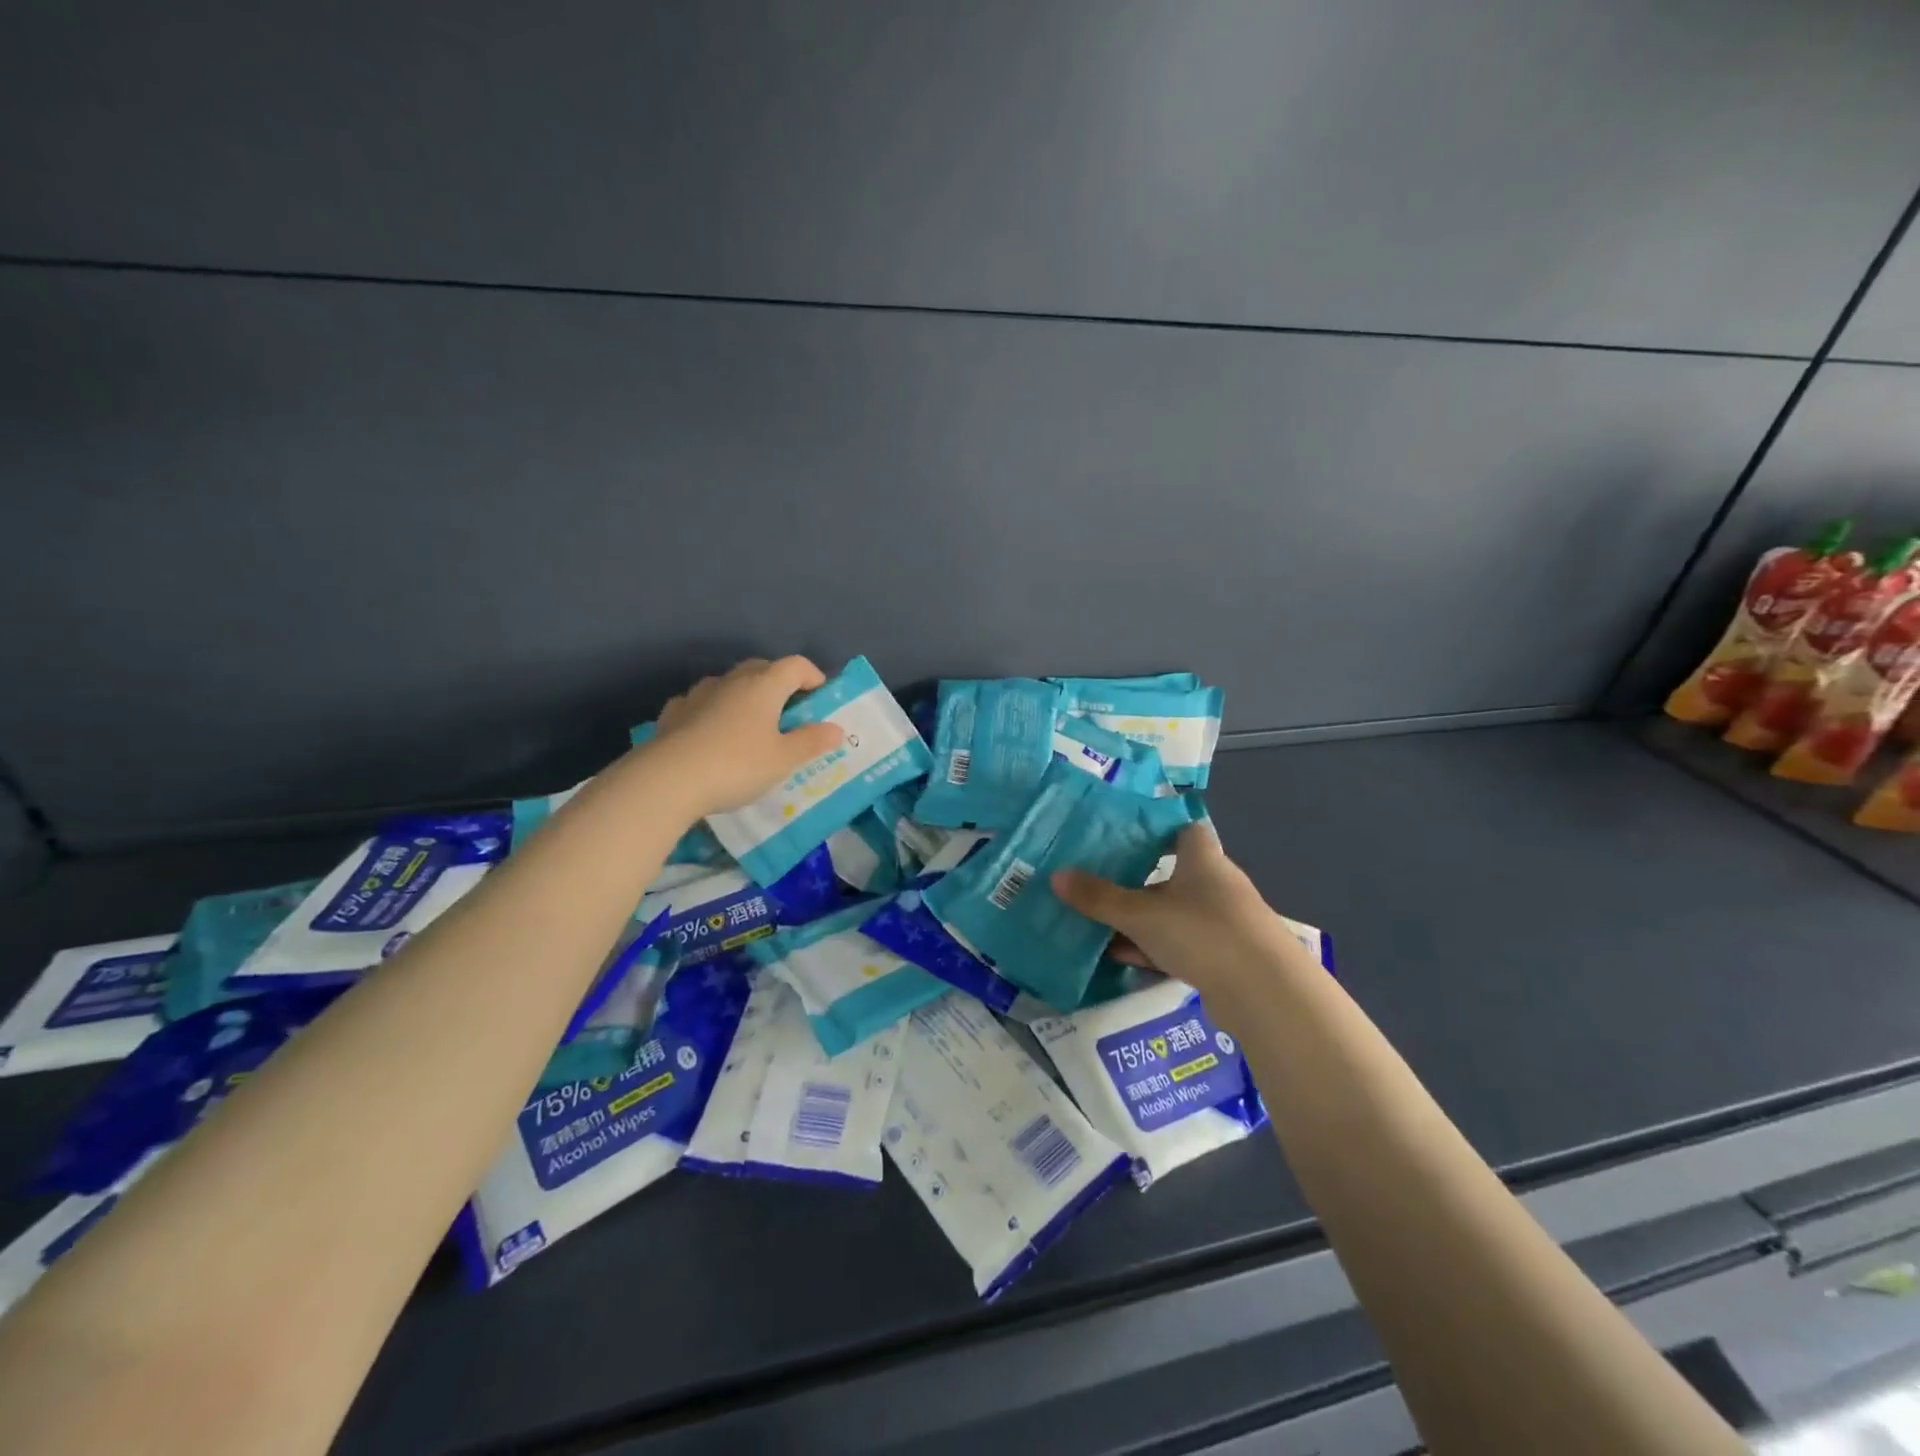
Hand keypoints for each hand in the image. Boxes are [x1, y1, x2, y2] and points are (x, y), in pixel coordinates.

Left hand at [645, 657, 846, 819]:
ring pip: (729, 684)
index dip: (813, 676)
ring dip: (744, 695)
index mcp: (763, 686)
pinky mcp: (674, 713)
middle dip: (780, 683)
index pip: (795, 665)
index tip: (821, 696)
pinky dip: (713, 710)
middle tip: (790, 710)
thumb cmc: (737, 765)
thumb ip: (812, 742)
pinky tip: (712, 732)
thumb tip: (836, 729)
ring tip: (751, 723)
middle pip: (761, 668)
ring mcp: (698, 694)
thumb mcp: (784, 759)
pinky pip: (701, 703)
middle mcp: (731, 681)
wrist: (668, 780)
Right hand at [1052, 823, 1310, 1002]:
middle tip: (1094, 880)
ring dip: (1139, 919)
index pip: (1182, 828)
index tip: (1121, 833)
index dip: (1155, 827)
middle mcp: (1215, 884)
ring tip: (1095, 922)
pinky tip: (1119, 957)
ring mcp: (1222, 922)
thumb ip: (1099, 897)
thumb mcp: (1141, 914)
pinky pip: (1179, 944)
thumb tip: (1056, 876)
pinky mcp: (1223, 958)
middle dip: (1134, 879)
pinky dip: (1151, 948)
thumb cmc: (1202, 932)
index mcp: (1202, 858)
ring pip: (1171, 912)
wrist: (1266, 994)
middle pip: (1171, 873)